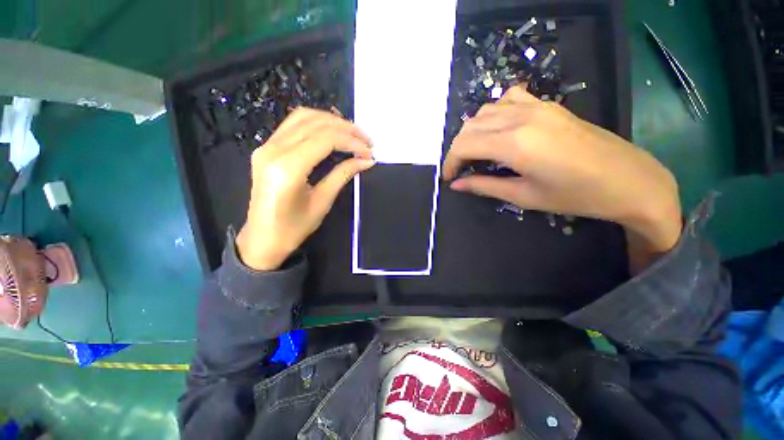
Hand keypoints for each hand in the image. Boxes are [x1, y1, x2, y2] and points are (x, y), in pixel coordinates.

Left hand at [236, 108, 374, 270]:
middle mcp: (273, 150)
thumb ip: (343, 175)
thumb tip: (366, 161)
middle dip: (346, 128)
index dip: (352, 142)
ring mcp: (266, 146)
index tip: (369, 152)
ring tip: (353, 134)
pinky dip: (316, 123)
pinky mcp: (266, 148)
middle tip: (367, 140)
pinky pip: (293, 124)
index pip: (326, 139)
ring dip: (332, 121)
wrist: (263, 239)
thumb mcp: (322, 202)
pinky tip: (332, 132)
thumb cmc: (293, 228)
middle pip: (316, 124)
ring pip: (303, 117)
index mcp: (288, 168)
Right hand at [442, 87, 681, 271]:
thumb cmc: (576, 195)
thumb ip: (485, 186)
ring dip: (473, 132)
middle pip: (470, 126)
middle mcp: (520, 118)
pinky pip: (509, 99)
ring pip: (485, 111)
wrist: (629, 179)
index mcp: (514, 144)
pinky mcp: (547, 105)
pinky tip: (499, 129)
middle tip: (460, 170)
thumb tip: (457, 185)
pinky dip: (494, 113)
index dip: (450, 162)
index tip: (449, 178)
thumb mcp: (523, 196)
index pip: (464, 145)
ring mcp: (536, 106)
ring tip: (476, 153)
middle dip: (457, 149)